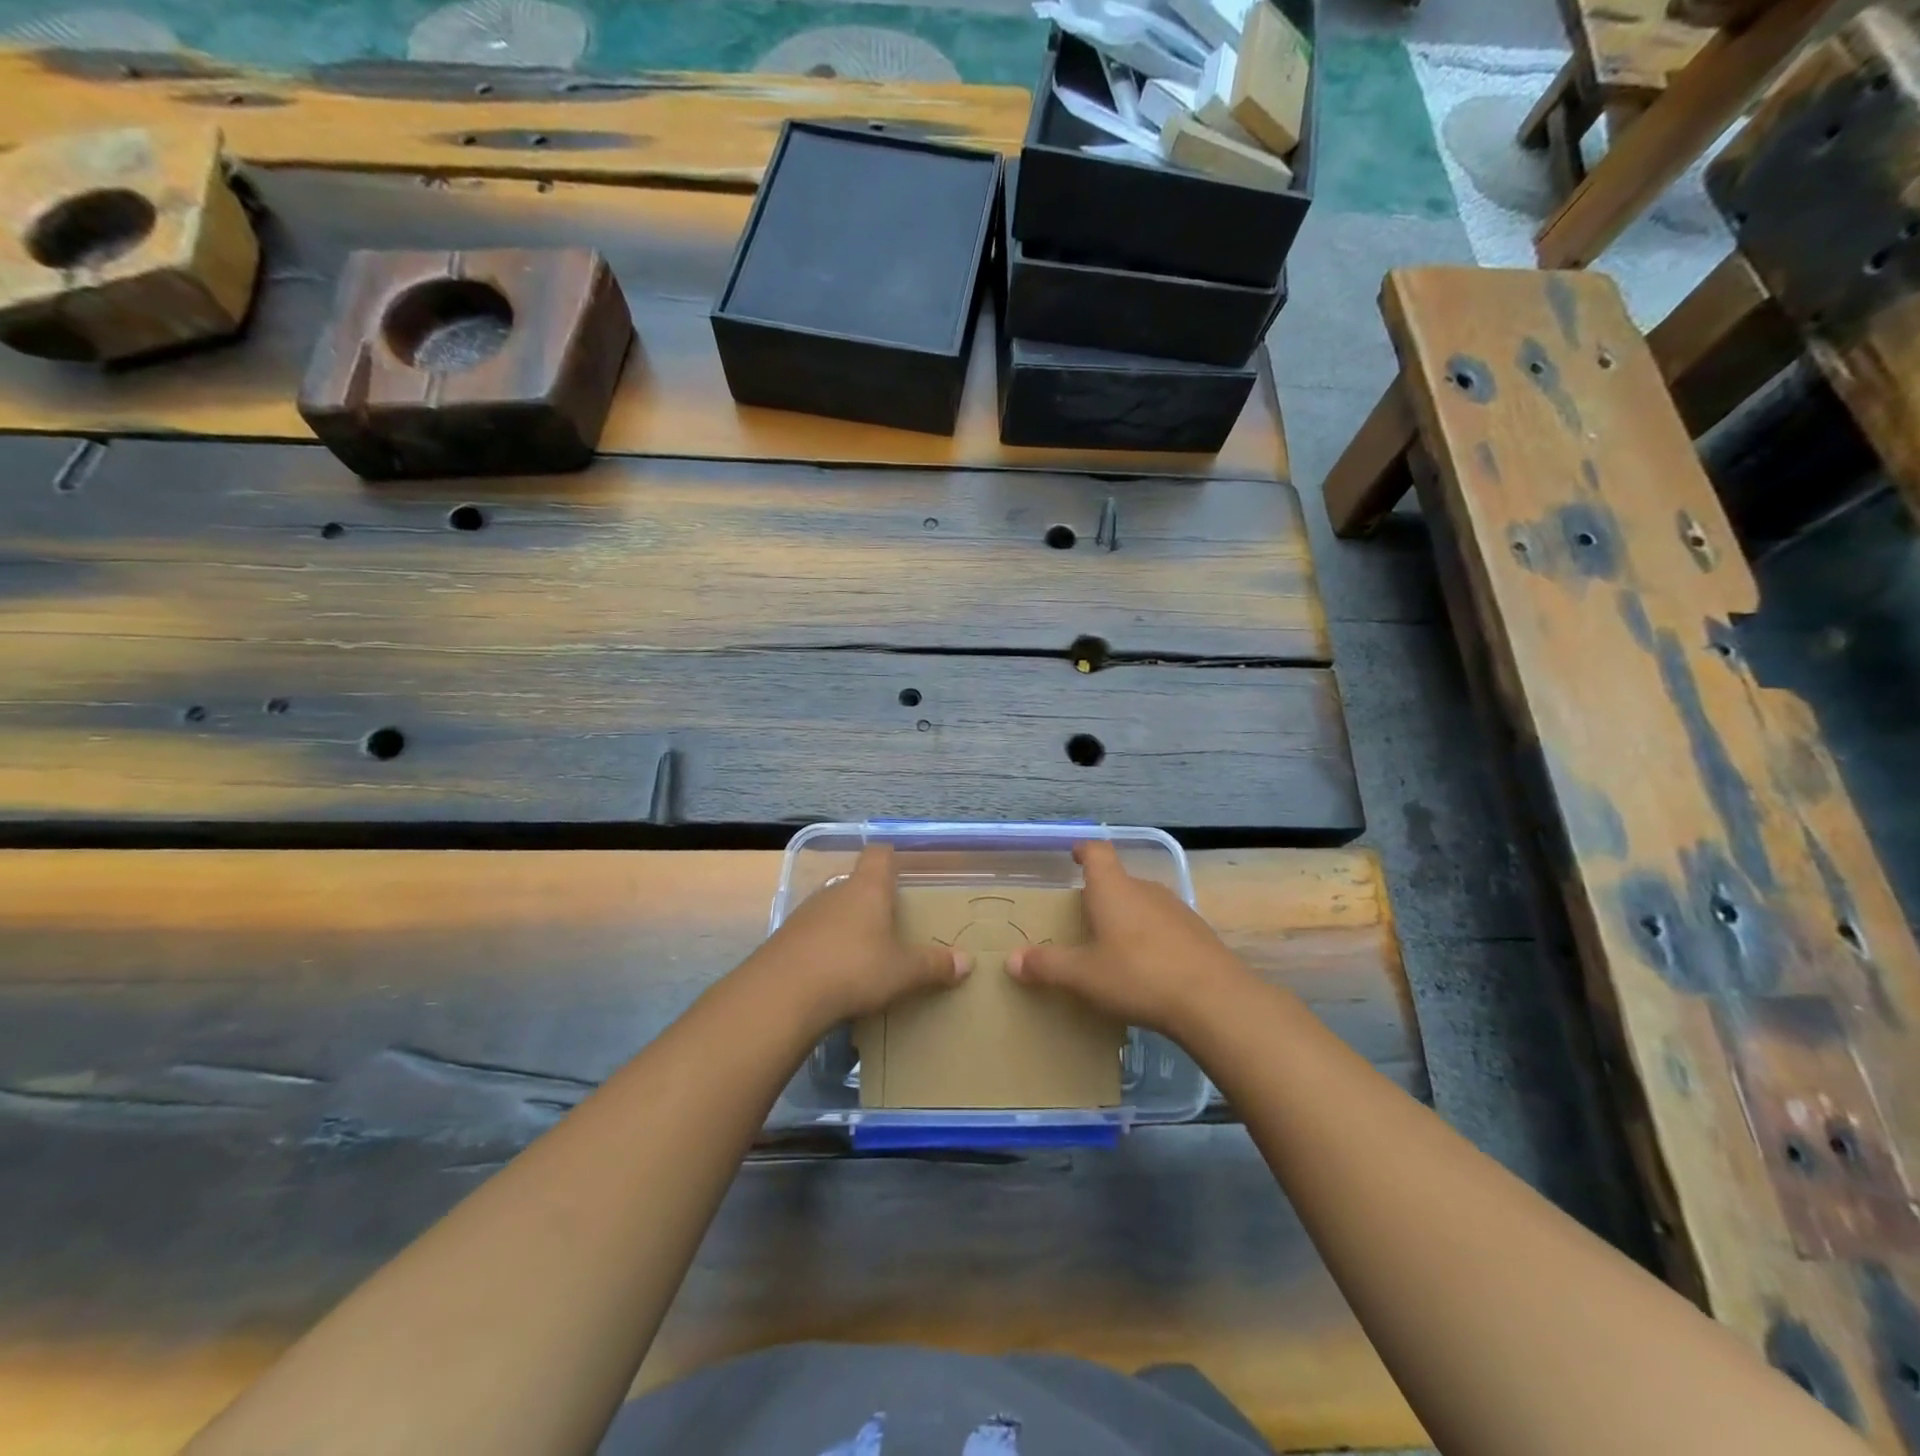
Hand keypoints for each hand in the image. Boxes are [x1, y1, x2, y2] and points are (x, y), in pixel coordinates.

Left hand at [753, 844, 970, 1027]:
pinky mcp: (785, 939)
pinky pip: (813, 935)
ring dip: (848, 925)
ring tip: (865, 953)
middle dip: (873, 900)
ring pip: (834, 910)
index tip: (903, 872)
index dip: (892, 858)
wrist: (782, 995)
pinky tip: (833, 975)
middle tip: (892, 923)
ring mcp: (806, 914)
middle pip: (857, 884)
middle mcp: (835, 892)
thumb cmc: (853, 969)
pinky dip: (825, 948)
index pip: (880, 854)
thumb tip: (967, 961)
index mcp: (868, 888)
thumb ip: (934, 965)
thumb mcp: (903, 972)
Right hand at [1007, 841, 1250, 1039]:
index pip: (1097, 852)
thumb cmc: (1138, 976)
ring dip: (1128, 916)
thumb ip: (1047, 966)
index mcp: (1114, 889)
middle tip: (1084, 916)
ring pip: (1144, 903)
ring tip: (1114, 945)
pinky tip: (1148, 968)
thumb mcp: (1084, 976)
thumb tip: (1011, 959)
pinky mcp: (1199, 934)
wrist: (1214, 1001)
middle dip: (1102, 893)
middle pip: (1120, 880)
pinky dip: (1152, 937)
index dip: (1083, 850)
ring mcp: (1177, 910)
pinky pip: (1166, 926)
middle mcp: (1145, 890)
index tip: (1074, 854)